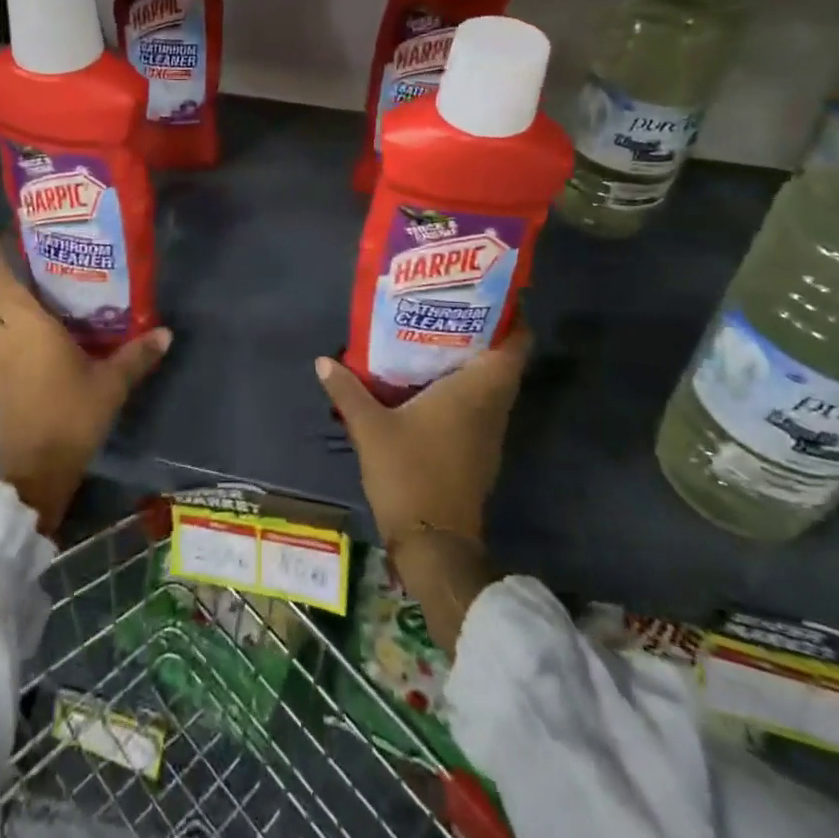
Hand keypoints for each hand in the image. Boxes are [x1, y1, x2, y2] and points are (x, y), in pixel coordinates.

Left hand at [0, 234, 171, 535]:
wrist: (35, 471)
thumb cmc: (72, 416)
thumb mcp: (111, 384)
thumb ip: (137, 356)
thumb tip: (166, 333)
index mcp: (28, 327)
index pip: (3, 283)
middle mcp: (3, 339)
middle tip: (6, 262)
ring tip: (0, 295)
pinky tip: (4, 336)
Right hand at [314, 318, 531, 547]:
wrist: (435, 544)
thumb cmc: (410, 474)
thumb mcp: (371, 428)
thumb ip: (348, 390)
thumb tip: (323, 360)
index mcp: (477, 390)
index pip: (515, 344)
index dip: (509, 315)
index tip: (484, 292)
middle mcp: (492, 405)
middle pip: (503, 358)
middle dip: (482, 330)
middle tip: (447, 305)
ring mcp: (489, 431)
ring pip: (492, 382)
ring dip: (472, 359)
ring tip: (434, 333)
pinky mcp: (480, 449)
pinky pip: (481, 403)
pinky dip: (465, 385)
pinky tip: (431, 379)